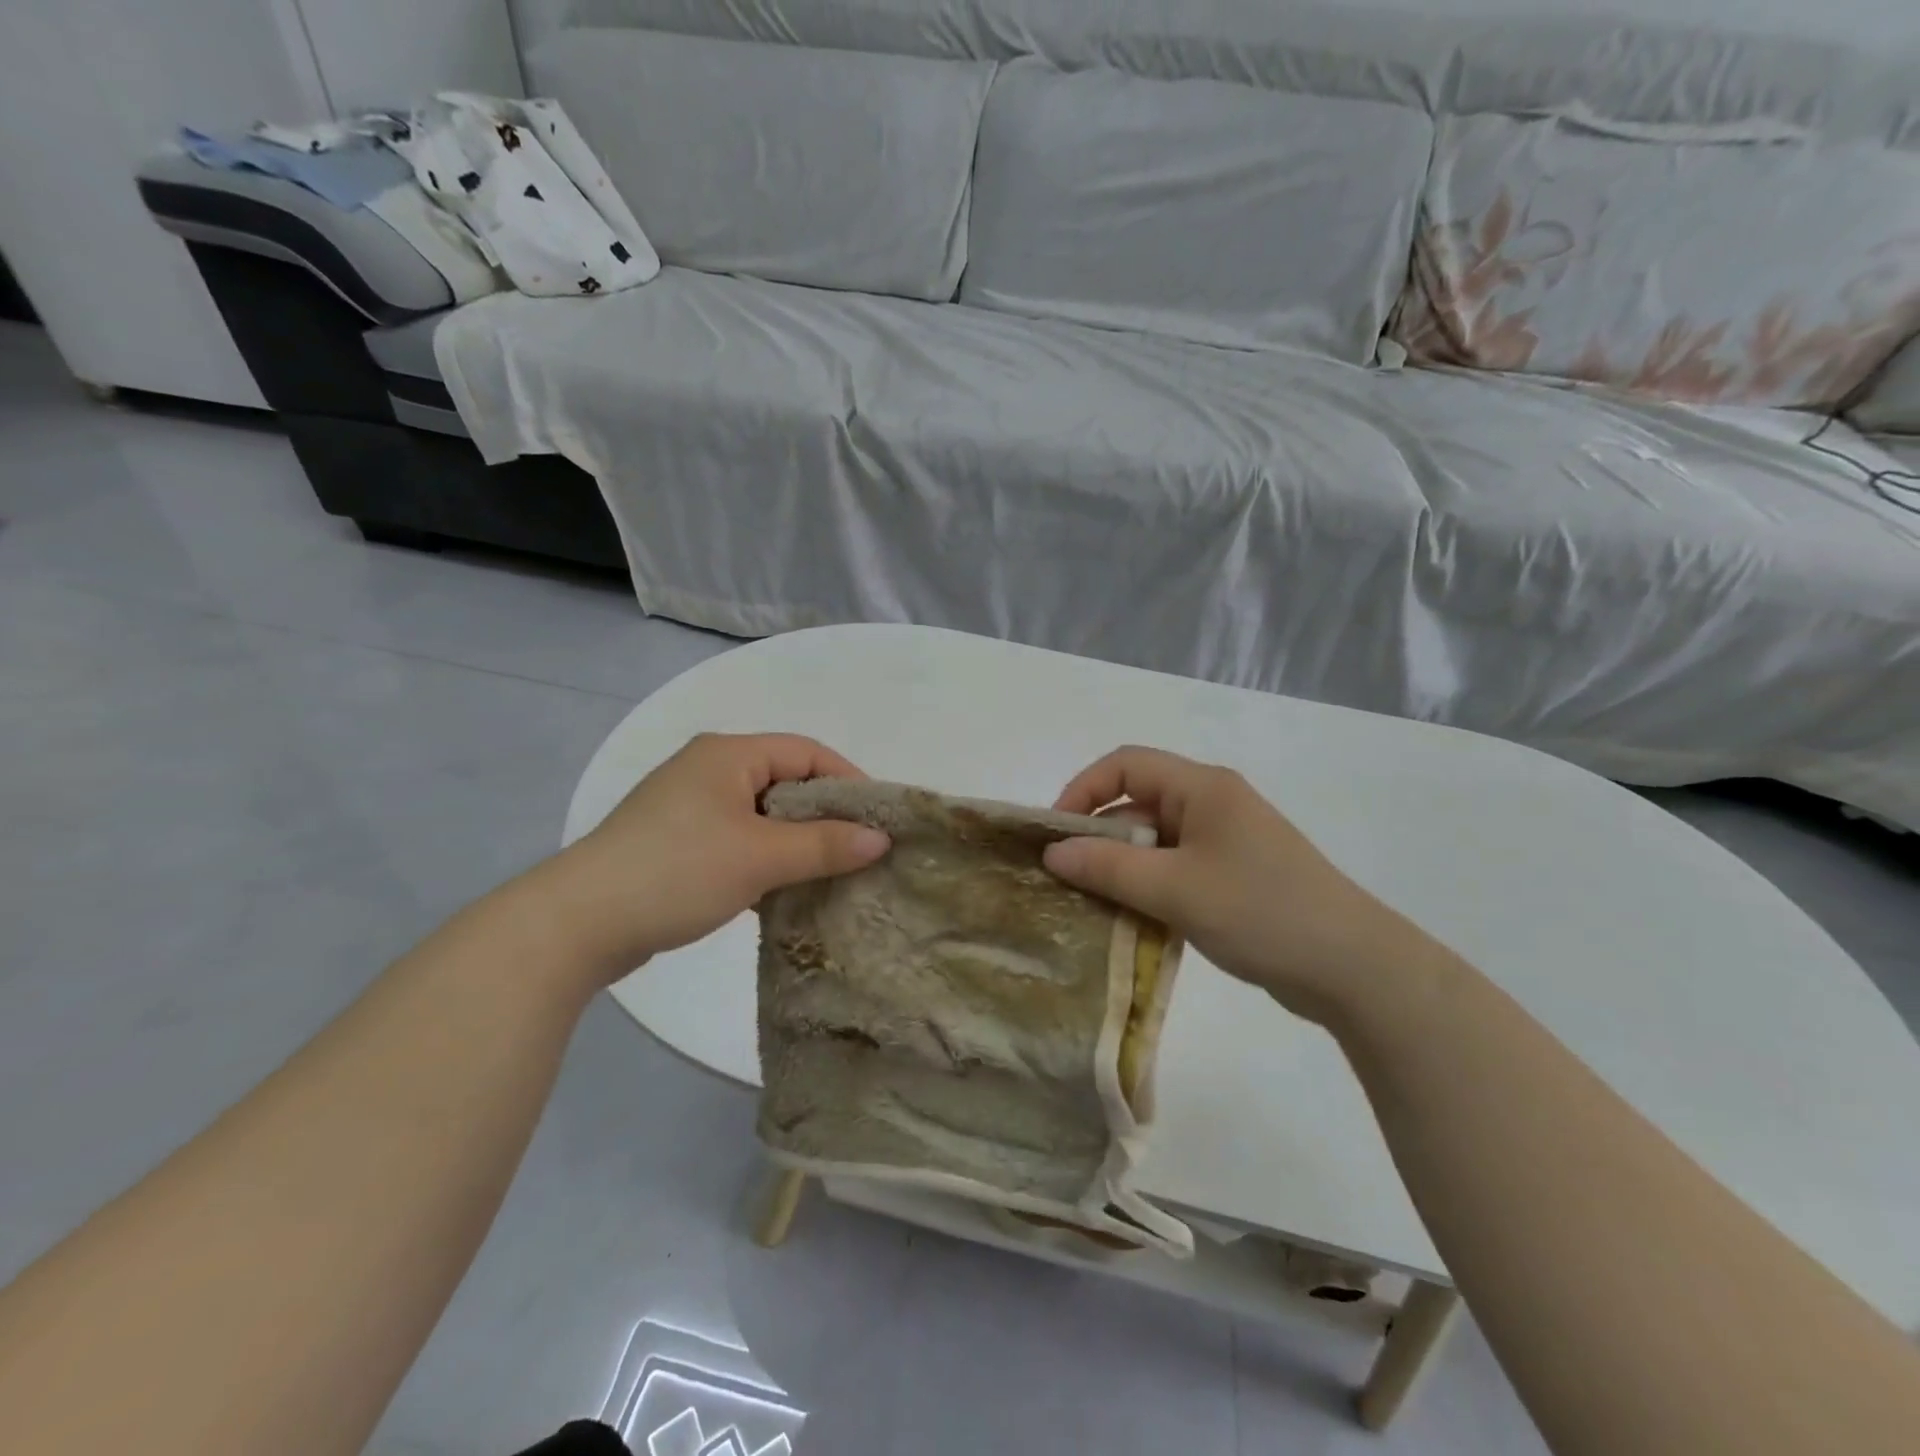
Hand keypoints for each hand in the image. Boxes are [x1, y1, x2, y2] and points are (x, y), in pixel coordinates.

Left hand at [541, 732, 890, 983]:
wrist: (577, 924)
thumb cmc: (676, 872)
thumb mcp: (760, 857)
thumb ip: (825, 845)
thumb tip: (881, 839)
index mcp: (728, 754)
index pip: (807, 752)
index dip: (848, 781)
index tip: (879, 820)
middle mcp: (709, 769)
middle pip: (786, 782)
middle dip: (826, 816)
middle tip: (861, 851)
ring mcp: (690, 807)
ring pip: (764, 815)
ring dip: (797, 842)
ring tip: (830, 874)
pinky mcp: (678, 842)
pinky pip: (740, 839)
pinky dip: (767, 859)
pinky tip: (785, 890)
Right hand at [1043, 746, 1445, 1026]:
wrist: (1353, 968)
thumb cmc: (1260, 911)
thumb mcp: (1174, 889)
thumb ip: (1107, 867)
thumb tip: (1052, 852)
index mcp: (1202, 788)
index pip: (1125, 765)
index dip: (1083, 790)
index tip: (1055, 833)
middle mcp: (1212, 804)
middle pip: (1137, 804)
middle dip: (1098, 838)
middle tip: (1067, 879)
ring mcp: (1225, 842)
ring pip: (1154, 843)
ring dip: (1121, 869)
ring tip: (1092, 905)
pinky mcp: (1234, 877)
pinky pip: (1175, 870)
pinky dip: (1148, 889)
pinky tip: (1132, 923)